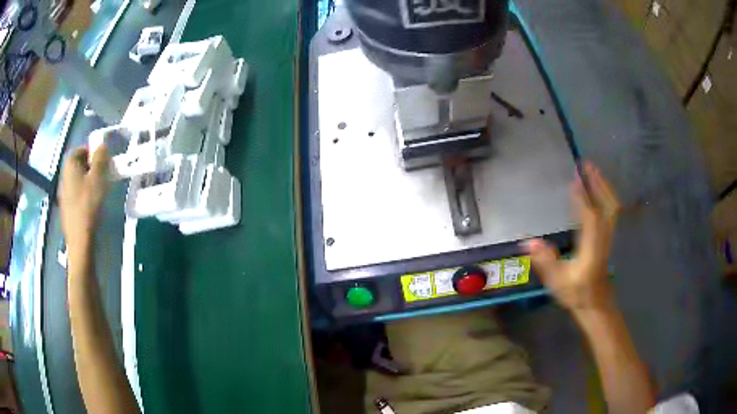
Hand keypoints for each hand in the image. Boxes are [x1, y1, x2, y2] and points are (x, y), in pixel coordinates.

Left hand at [59, 145, 110, 244]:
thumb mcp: (98, 178)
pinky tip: (92, 204)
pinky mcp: (67, 208)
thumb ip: (100, 158)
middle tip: (103, 174)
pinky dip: (85, 194)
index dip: (92, 151)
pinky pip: (77, 193)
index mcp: (70, 165)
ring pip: (78, 179)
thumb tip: (101, 145)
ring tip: (99, 190)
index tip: (103, 160)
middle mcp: (64, 176)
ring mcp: (64, 194)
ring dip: (88, 181)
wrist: (80, 240)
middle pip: (78, 164)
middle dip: (91, 166)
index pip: (80, 149)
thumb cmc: (88, 205)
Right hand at [524, 162, 619, 313]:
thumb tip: (527, 242)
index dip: (583, 199)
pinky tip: (600, 188)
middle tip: (586, 165)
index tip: (574, 179)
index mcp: (592, 250)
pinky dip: (607, 195)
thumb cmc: (576, 293)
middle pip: (607, 207)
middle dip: (597, 184)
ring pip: (612, 207)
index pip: (590, 219)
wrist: (596, 303)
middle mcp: (604, 239)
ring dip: (604, 186)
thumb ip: (545, 262)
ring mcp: (610, 237)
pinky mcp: (610, 236)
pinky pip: (612, 211)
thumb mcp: (557, 282)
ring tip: (593, 170)